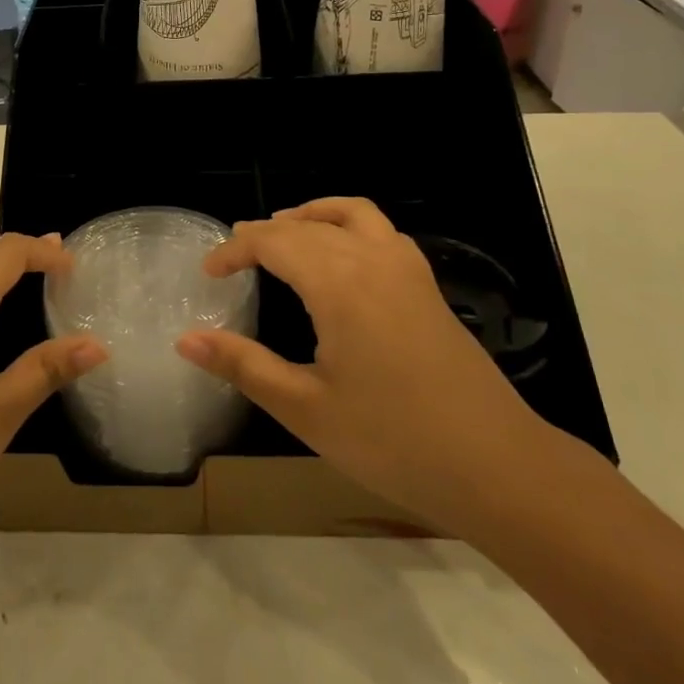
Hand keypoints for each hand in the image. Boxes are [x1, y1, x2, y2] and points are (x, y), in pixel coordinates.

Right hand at [177, 197, 550, 535]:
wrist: (498, 467)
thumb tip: (186, 340)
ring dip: (312, 216)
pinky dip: (350, 226)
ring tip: (284, 232)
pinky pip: (382, 232)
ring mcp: (408, 270)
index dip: (235, 250)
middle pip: (308, 226)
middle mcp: (373, 260)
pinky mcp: (428, 288)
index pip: (274, 242)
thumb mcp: (306, 409)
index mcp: (339, 284)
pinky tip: (344, 259)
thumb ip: (244, 366)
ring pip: (352, 215)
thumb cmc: (394, 442)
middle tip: (234, 255)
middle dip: (265, 233)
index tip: (208, 273)